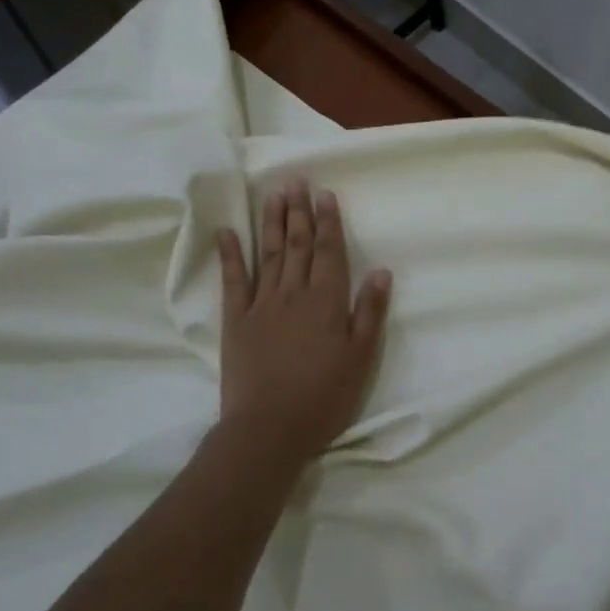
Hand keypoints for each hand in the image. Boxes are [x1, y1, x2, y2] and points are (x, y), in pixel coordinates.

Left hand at [217, 179, 392, 465]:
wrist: (268, 429)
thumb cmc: (323, 397)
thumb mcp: (360, 359)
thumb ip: (370, 313)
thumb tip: (382, 272)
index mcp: (326, 301)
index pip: (328, 251)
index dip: (328, 221)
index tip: (324, 194)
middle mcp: (294, 293)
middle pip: (297, 244)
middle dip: (299, 211)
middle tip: (296, 181)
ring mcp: (261, 304)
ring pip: (268, 253)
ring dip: (271, 222)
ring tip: (273, 194)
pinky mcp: (235, 320)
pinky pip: (233, 280)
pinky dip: (230, 254)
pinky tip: (227, 231)